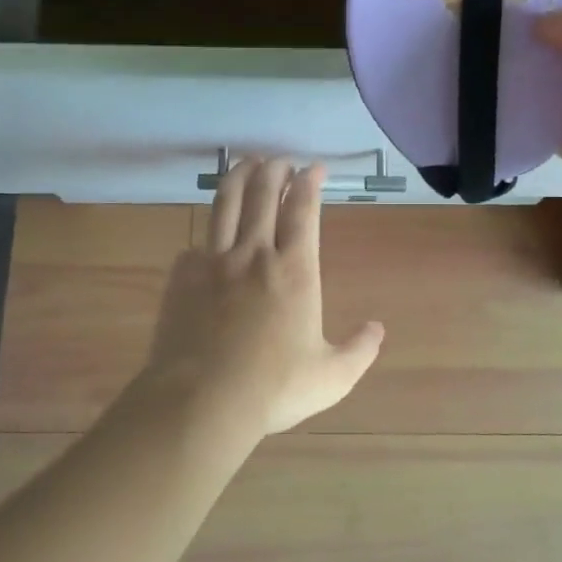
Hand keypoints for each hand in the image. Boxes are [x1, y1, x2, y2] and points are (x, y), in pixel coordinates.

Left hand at [136, 158, 384, 443]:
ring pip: (226, 204)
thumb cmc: (273, 388)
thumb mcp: (332, 377)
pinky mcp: (182, 276)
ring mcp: (214, 261)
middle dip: (275, 170)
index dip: (309, 183)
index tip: (314, 167)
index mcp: (294, 270)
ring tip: (246, 163)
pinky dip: (209, 232)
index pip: (303, 210)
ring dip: (239, 177)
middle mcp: (254, 254)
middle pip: (263, 195)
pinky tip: (210, 236)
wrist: (201, 400)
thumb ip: (359, 350)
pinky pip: (197, 243)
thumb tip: (378, 329)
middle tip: (281, 160)